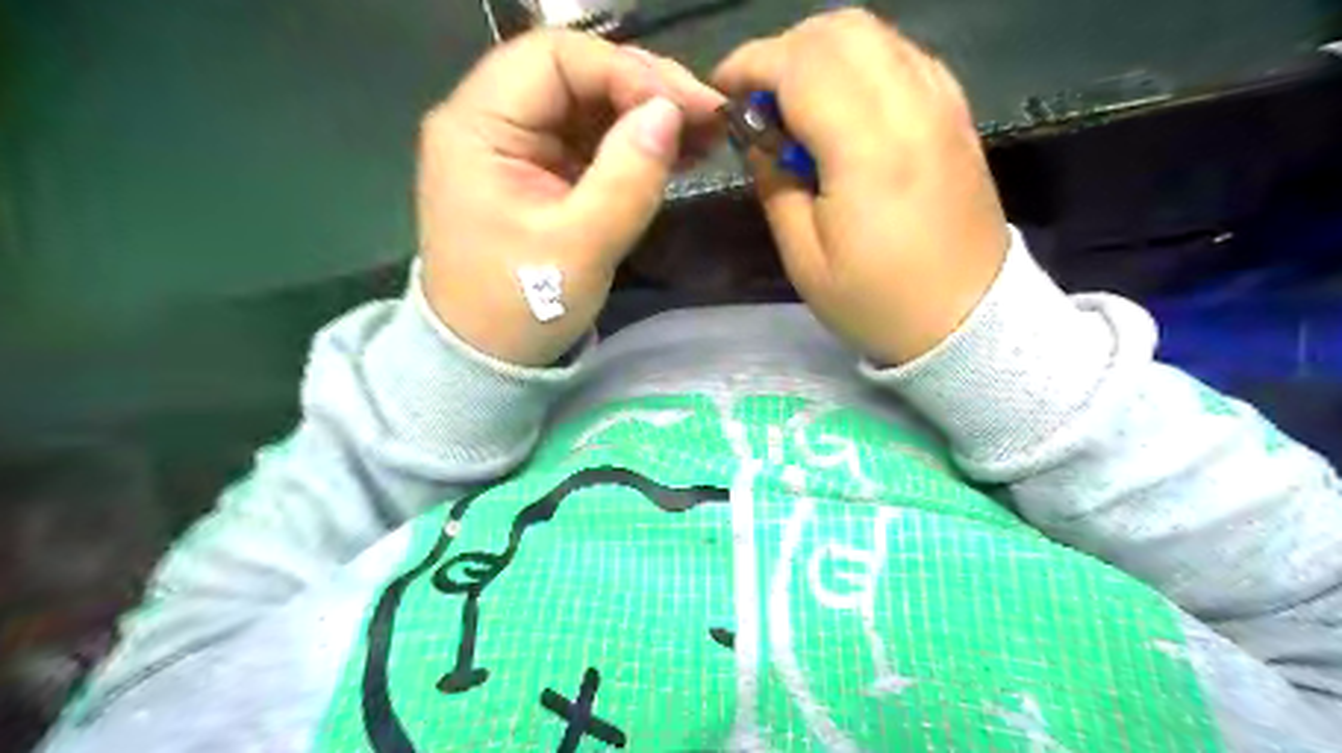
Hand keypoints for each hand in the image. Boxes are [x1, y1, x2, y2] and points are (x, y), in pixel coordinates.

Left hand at [424, 34, 728, 368]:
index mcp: (478, 127)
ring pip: (589, 104)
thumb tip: (671, 113)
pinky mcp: (541, 173)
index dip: (623, 71)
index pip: (554, 59)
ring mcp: (518, 146)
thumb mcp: (580, 248)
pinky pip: (592, 140)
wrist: (488, 357)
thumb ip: (627, 178)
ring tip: (706, 132)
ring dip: (648, 113)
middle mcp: (492, 121)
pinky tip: (679, 152)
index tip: (681, 108)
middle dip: (645, 87)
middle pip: (575, 73)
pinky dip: (636, 143)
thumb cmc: (521, 307)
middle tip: (707, 113)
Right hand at [712, 9, 1004, 362]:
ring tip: (795, 102)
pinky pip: (902, 55)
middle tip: (758, 101)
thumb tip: (757, 136)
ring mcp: (941, 104)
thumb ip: (775, 185)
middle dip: (783, 51)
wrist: (967, 319)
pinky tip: (844, 105)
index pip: (801, 65)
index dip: (750, 65)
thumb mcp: (805, 260)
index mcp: (867, 149)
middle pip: (839, 30)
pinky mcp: (956, 113)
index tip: (722, 92)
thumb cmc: (878, 301)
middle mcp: (910, 107)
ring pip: (874, 33)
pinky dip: (861, 62)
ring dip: (821, 51)